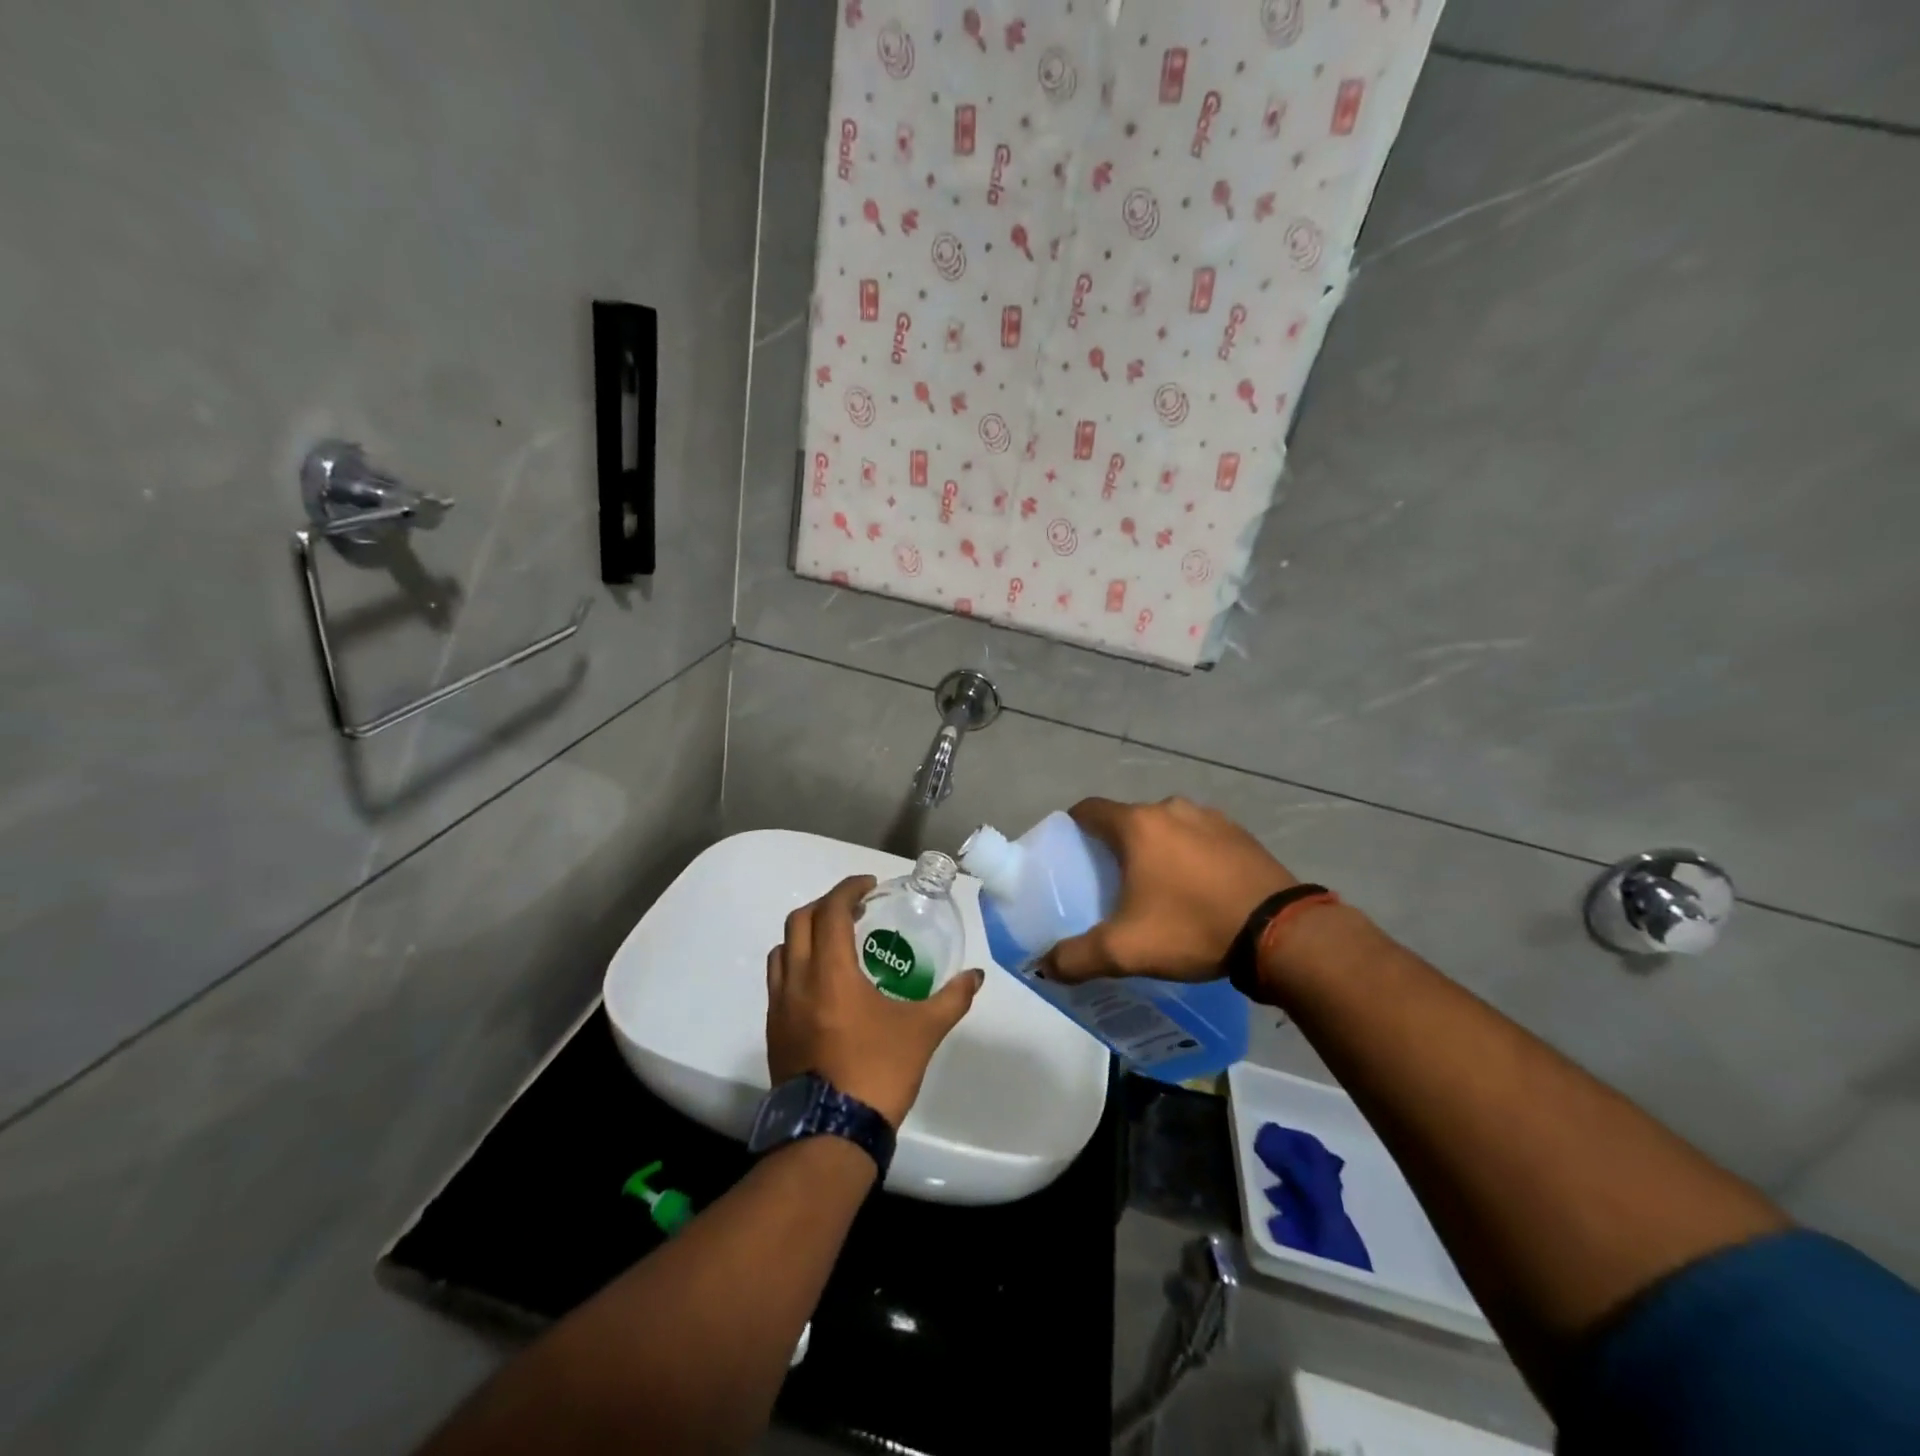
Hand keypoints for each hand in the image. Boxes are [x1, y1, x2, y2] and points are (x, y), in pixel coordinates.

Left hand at [766, 875, 984, 1126]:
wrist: (831, 1134)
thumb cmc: (878, 1071)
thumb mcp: (923, 1031)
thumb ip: (952, 999)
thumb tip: (975, 977)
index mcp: (831, 972)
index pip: (831, 911)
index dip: (848, 890)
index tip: (869, 886)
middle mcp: (798, 980)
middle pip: (799, 921)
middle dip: (826, 906)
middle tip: (854, 910)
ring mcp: (780, 1007)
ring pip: (782, 950)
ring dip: (806, 935)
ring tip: (835, 943)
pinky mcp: (774, 1031)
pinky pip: (778, 981)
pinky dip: (796, 965)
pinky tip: (822, 984)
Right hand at [1042, 797, 1297, 983]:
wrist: (1280, 932)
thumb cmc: (1192, 927)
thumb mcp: (1125, 950)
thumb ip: (1076, 957)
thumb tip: (1044, 966)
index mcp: (1138, 825)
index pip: (1089, 810)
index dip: (1073, 828)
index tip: (1070, 854)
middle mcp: (1171, 808)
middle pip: (1128, 820)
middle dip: (1116, 846)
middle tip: (1111, 883)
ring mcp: (1211, 818)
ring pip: (1167, 829)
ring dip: (1157, 850)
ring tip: (1158, 890)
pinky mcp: (1241, 834)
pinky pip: (1200, 838)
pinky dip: (1190, 856)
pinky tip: (1199, 891)